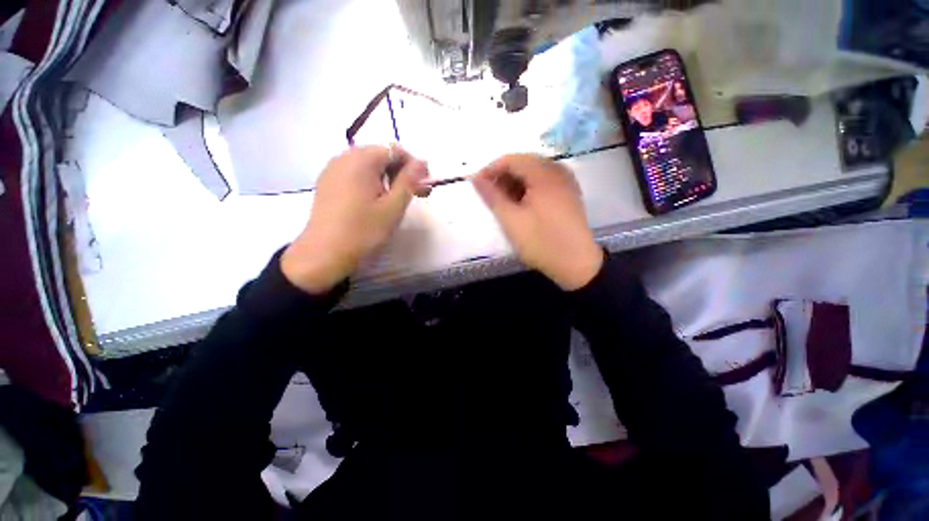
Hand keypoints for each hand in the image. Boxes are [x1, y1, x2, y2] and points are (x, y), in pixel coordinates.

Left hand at [282, 146, 428, 293]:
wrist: (324, 254)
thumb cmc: (364, 231)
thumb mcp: (393, 207)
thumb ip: (410, 181)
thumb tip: (423, 162)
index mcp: (361, 160)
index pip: (395, 150)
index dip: (414, 165)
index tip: (424, 186)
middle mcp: (344, 158)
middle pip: (381, 155)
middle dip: (402, 172)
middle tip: (416, 194)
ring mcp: (333, 170)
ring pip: (369, 165)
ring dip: (388, 178)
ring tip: (398, 200)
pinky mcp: (328, 183)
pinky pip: (355, 174)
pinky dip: (372, 182)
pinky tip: (377, 201)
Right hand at [473, 154, 602, 290]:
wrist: (576, 264)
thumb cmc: (541, 242)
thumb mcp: (511, 220)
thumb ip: (492, 196)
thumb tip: (475, 178)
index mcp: (544, 174)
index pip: (512, 159)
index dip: (490, 169)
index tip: (477, 185)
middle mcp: (558, 171)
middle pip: (524, 164)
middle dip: (502, 177)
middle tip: (489, 195)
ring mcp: (566, 182)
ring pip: (533, 173)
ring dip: (514, 183)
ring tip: (502, 201)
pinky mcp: (568, 193)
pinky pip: (543, 182)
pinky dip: (528, 189)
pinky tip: (519, 203)